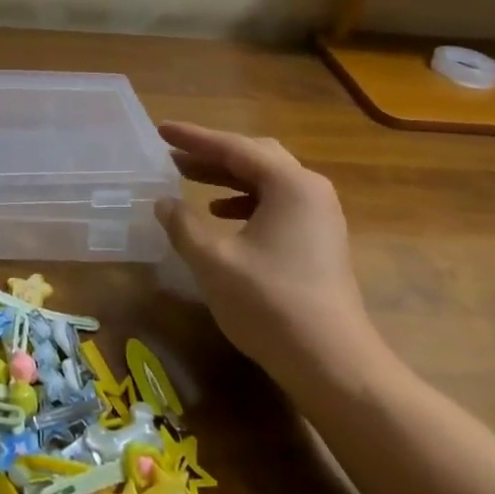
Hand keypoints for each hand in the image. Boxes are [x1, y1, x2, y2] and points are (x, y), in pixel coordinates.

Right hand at [154, 122, 389, 401]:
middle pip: (255, 157)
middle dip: (212, 154)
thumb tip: (164, 202)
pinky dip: (244, 201)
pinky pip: (276, 203)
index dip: (193, 138)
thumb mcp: (213, 259)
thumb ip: (183, 224)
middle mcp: (310, 191)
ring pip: (266, 181)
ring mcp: (320, 216)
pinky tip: (220, 216)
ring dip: (226, 177)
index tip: (161, 130)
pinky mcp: (319, 241)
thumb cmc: (269, 303)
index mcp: (290, 184)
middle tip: (174, 155)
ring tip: (188, 179)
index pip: (234, 147)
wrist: (333, 364)